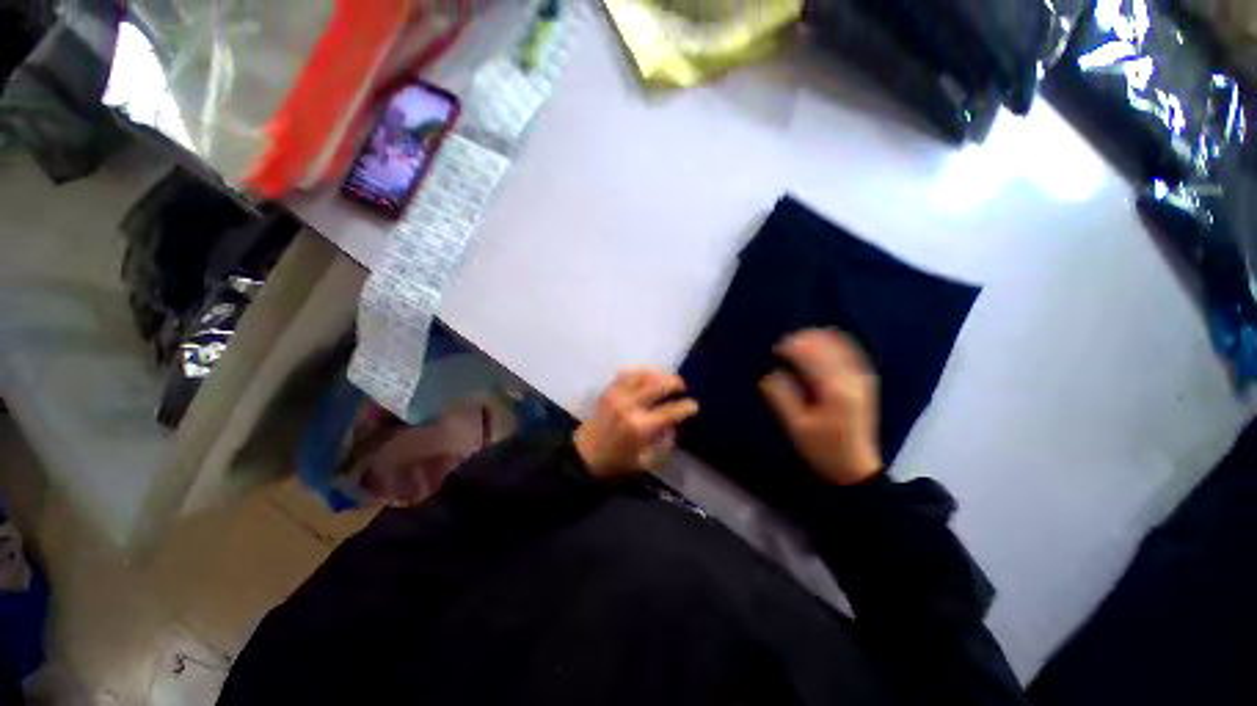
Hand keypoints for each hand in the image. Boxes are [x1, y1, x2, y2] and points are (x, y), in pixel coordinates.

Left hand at [574, 369, 699, 479]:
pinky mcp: (608, 390)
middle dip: (675, 383)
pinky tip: (648, 377)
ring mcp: (617, 395)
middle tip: (682, 387)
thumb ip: (664, 443)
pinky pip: (627, 373)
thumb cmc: (616, 463)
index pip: (670, 411)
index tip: (693, 405)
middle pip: (658, 384)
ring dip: (659, 374)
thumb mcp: (646, 462)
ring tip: (666, 380)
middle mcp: (630, 406)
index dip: (686, 406)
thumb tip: (674, 425)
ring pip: (643, 374)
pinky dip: (641, 372)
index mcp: (641, 428)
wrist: (583, 456)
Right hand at [759, 329, 881, 485]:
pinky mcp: (864, 379)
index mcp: (834, 389)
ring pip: (837, 342)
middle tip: (781, 348)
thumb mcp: (795, 425)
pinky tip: (816, 347)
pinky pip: (848, 350)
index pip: (809, 354)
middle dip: (800, 340)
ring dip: (814, 339)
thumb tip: (769, 371)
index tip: (773, 350)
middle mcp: (852, 377)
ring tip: (794, 346)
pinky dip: (829, 343)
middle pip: (825, 343)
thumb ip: (780, 395)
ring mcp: (861, 376)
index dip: (789, 347)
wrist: (854, 467)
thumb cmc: (821, 448)